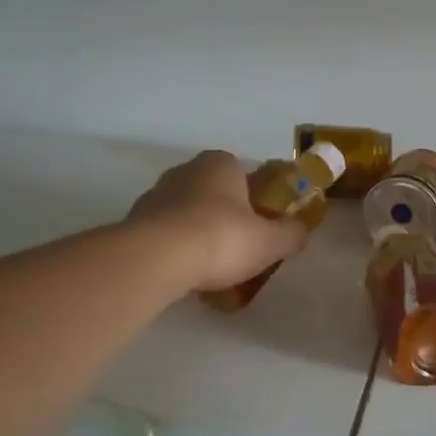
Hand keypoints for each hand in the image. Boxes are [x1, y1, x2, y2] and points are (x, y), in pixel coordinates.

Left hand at [127, 150, 309, 293]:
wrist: (157, 258)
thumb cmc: (222, 238)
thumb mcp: (270, 241)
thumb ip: (291, 234)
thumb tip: (302, 230)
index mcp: (221, 163)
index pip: (243, 173)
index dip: (254, 198)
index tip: (260, 224)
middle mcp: (186, 170)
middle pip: (213, 192)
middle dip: (225, 215)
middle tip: (238, 246)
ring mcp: (155, 194)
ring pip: (186, 212)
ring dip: (197, 232)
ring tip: (210, 266)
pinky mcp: (134, 221)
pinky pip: (164, 233)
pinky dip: (175, 248)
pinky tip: (185, 272)